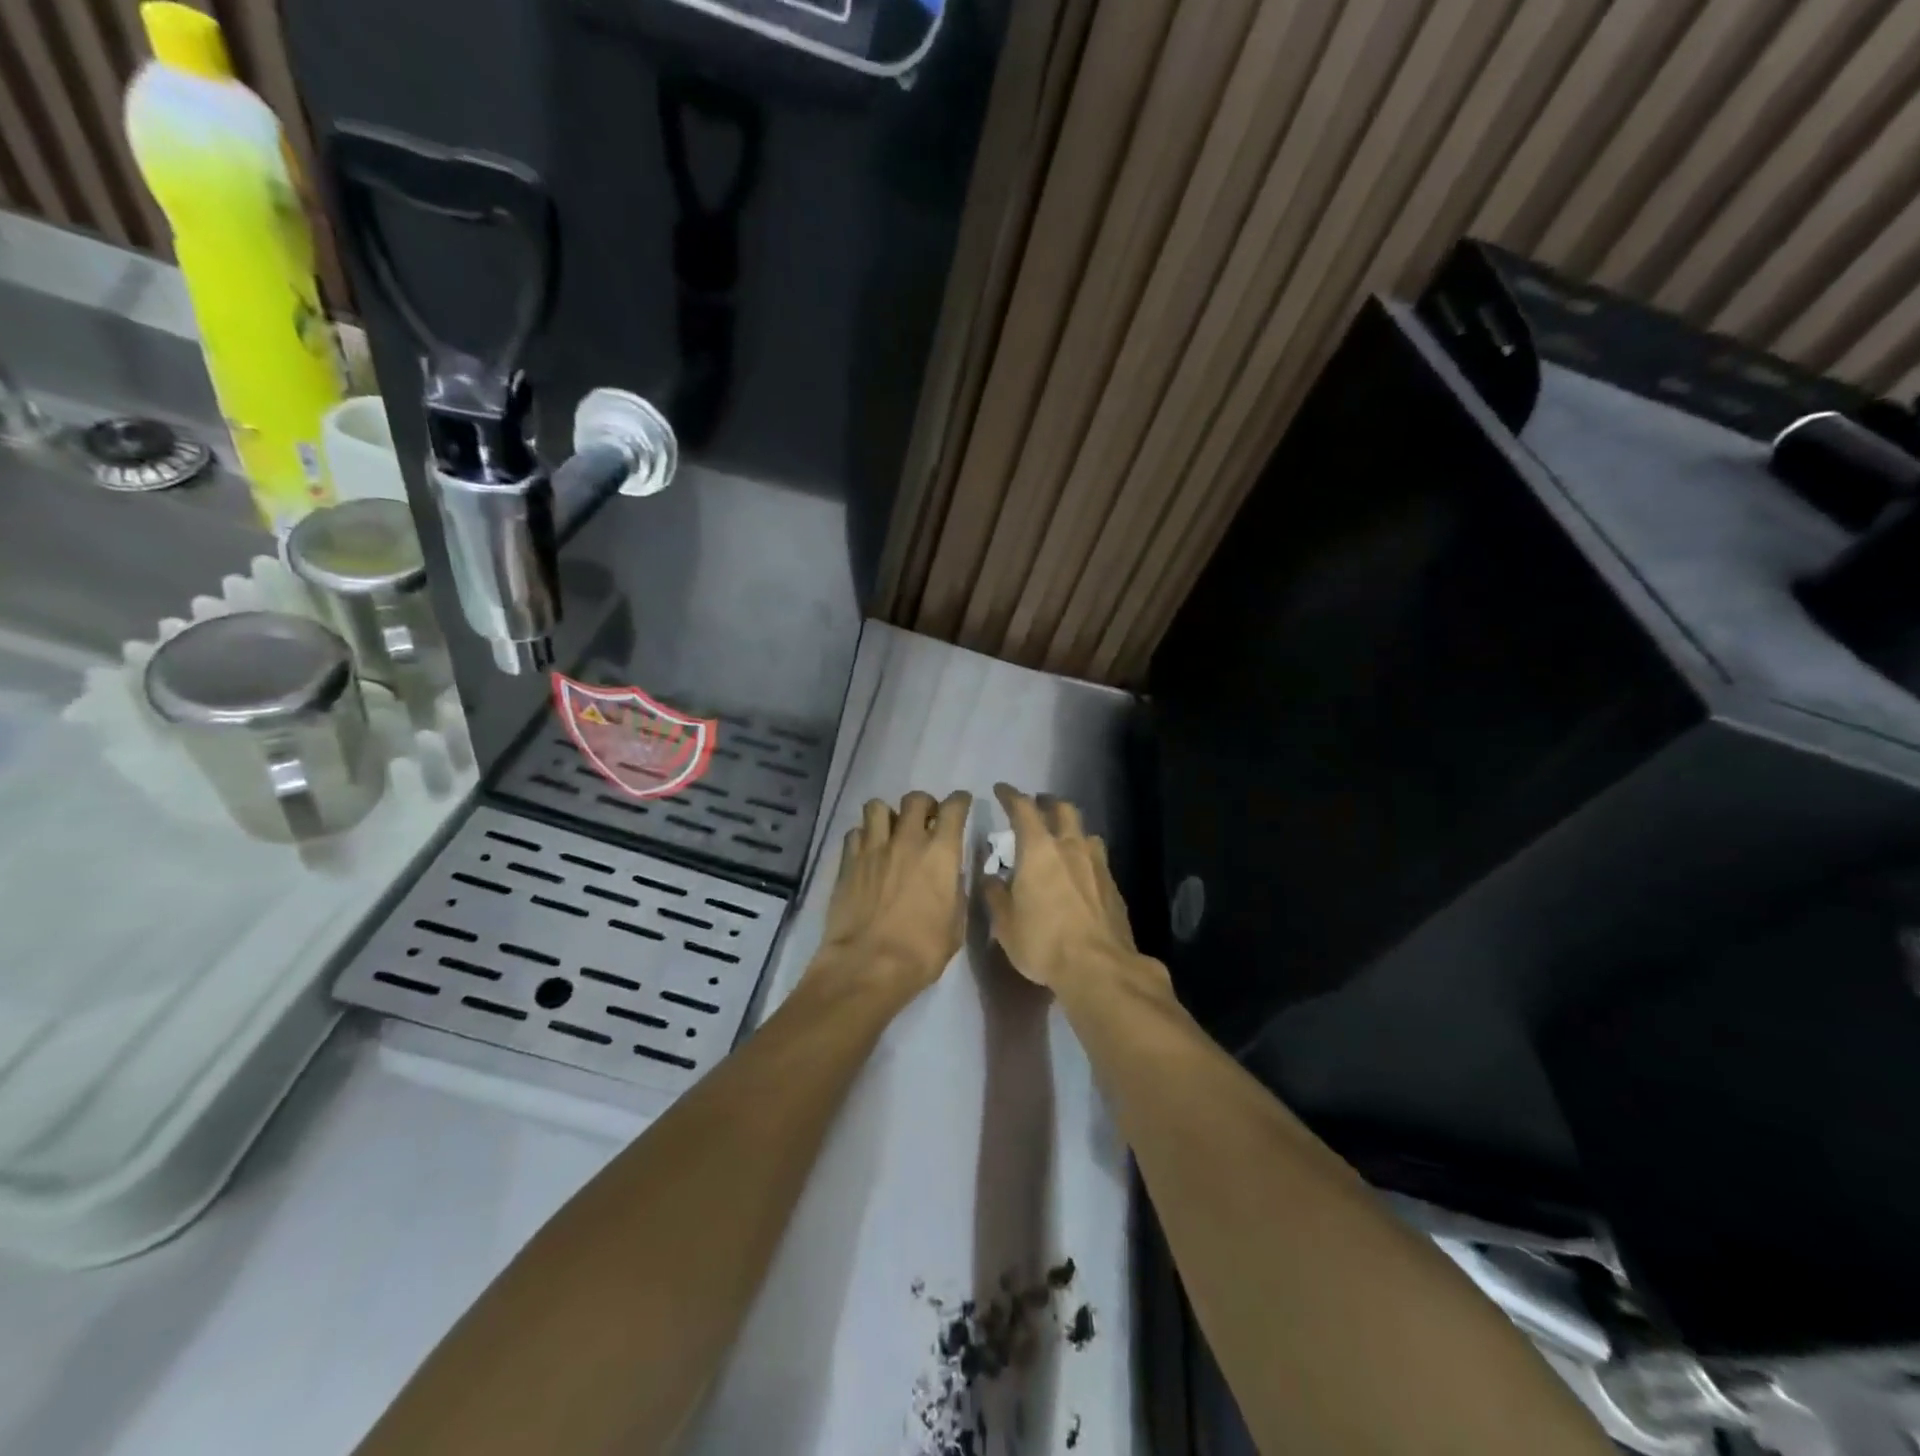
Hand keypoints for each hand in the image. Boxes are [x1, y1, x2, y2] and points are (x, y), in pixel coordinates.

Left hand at [811, 790, 972, 996]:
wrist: (867, 966)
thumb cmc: (921, 951)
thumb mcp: (955, 924)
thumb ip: (955, 891)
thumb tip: (950, 876)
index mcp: (941, 854)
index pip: (954, 808)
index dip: (960, 801)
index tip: (962, 804)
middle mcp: (907, 841)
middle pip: (915, 799)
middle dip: (924, 804)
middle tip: (926, 820)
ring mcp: (873, 849)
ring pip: (877, 806)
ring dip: (888, 814)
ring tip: (891, 831)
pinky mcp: (847, 862)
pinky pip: (854, 832)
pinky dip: (863, 836)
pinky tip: (867, 852)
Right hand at [981, 783, 1160, 998]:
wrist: (1099, 967)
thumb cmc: (1043, 942)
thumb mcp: (1005, 923)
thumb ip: (995, 895)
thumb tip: (991, 878)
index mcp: (1039, 849)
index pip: (1023, 808)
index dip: (1011, 795)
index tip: (1001, 790)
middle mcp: (1071, 847)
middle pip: (1063, 809)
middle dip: (1047, 802)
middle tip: (1036, 806)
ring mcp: (1097, 865)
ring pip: (1085, 832)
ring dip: (1071, 829)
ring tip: (1062, 840)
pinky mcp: (1114, 886)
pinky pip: (1097, 859)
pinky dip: (1084, 857)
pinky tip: (1080, 874)